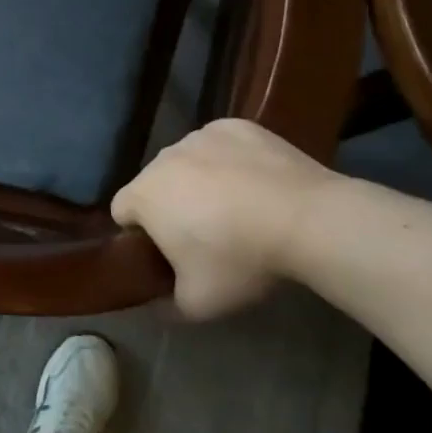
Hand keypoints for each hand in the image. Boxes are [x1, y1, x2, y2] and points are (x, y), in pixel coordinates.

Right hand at [111, 118, 336, 318]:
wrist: (309, 220)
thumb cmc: (241, 259)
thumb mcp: (199, 303)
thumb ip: (167, 306)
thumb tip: (156, 306)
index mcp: (143, 195)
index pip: (122, 211)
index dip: (140, 233)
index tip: (168, 252)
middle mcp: (163, 158)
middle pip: (155, 183)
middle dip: (171, 204)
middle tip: (207, 235)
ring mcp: (199, 136)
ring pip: (188, 162)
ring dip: (200, 180)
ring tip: (239, 207)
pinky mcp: (236, 126)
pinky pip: (221, 145)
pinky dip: (231, 160)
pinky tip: (257, 182)